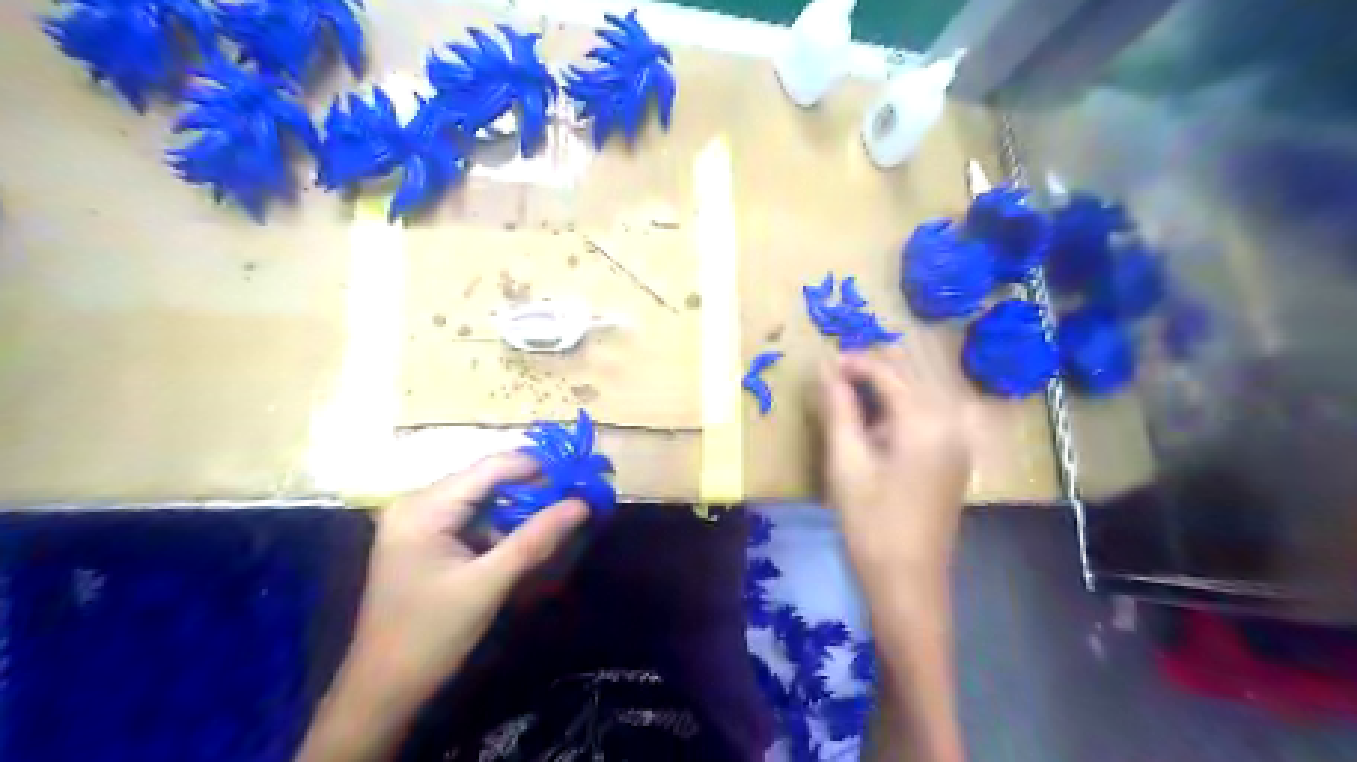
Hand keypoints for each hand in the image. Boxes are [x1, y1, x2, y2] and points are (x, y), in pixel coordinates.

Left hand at [344, 453, 586, 707]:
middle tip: (575, 501)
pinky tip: (524, 539)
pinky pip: (471, 517)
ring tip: (557, 519)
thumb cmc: (431, 636)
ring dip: (519, 508)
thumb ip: (536, 539)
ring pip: (482, 498)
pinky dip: (500, 525)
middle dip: (532, 489)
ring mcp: (417, 520)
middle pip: (486, 479)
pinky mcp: (423, 538)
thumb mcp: (489, 585)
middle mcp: (417, 502)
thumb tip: (581, 504)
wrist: (382, 691)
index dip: (539, 468)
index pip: (491, 467)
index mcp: (424, 507)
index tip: (580, 480)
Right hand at [823, 347, 970, 580]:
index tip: (821, 365)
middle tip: (832, 378)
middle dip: (871, 369)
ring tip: (848, 397)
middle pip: (910, 375)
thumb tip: (825, 368)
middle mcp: (951, 421)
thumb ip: (839, 409)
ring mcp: (958, 439)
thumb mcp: (846, 463)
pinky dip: (902, 407)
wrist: (909, 582)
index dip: (853, 362)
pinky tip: (878, 424)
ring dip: (886, 387)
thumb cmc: (871, 524)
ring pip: (921, 391)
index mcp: (925, 420)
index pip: (887, 371)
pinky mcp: (955, 456)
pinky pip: (930, 413)